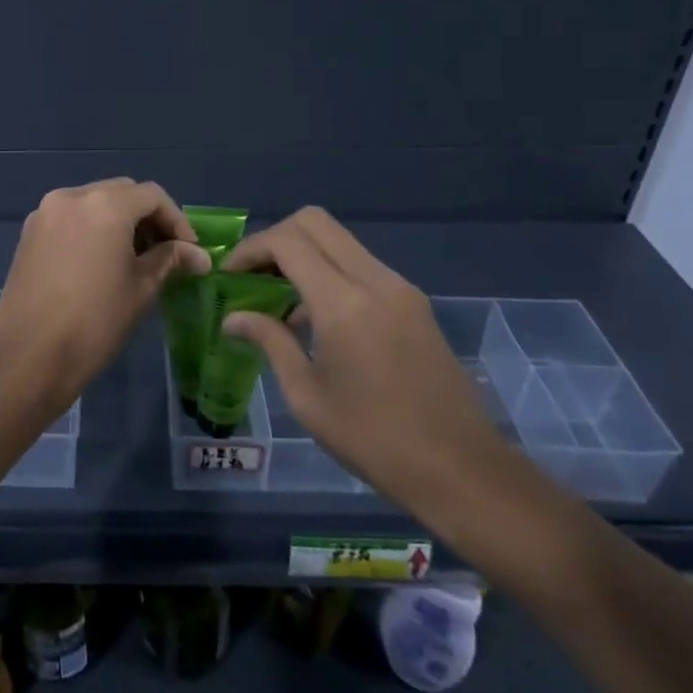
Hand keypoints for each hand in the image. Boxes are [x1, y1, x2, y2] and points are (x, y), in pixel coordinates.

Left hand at [0, 179, 209, 408]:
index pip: (152, 196)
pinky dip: (92, 228)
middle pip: (122, 192)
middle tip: (165, 252)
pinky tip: (100, 261)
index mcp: (104, 204)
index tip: (190, 251)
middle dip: (148, 217)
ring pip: (94, 202)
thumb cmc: (95, 321)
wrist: (29, 355)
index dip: (177, 220)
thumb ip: (170, 260)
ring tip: (134, 259)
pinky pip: (70, 218)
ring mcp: (45, 212)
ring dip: (119, 221)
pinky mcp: (29, 233)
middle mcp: (72, 196)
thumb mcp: (142, 288)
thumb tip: (199, 256)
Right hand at [220, 207, 516, 510]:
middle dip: (275, 238)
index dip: (251, 249)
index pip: (288, 242)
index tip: (229, 275)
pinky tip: (315, 316)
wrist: (462, 470)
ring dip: (303, 253)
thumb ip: (269, 342)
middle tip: (252, 274)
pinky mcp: (413, 301)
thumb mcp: (308, 397)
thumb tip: (233, 318)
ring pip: (339, 239)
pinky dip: (329, 270)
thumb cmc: (375, 440)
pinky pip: (360, 264)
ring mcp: (399, 287)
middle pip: (315, 221)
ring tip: (278, 296)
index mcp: (344, 304)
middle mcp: (375, 281)